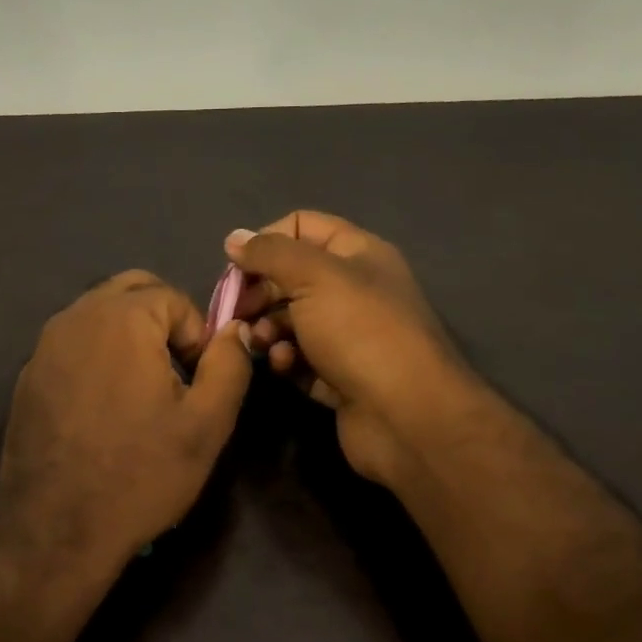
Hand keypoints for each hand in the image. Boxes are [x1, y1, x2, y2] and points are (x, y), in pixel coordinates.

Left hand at [0, 270, 253, 566]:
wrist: (56, 529)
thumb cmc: (141, 473)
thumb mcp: (206, 423)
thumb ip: (229, 364)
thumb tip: (234, 328)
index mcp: (123, 318)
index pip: (174, 297)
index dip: (197, 335)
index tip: (197, 381)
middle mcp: (77, 316)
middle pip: (132, 290)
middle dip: (162, 319)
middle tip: (174, 372)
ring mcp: (45, 345)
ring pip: (99, 314)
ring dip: (128, 334)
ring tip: (141, 390)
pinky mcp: (27, 374)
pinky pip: (73, 343)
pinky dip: (96, 355)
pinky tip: (102, 407)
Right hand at [227, 212, 481, 487]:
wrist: (406, 415)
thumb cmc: (360, 331)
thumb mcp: (313, 276)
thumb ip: (270, 252)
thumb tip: (234, 237)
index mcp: (357, 254)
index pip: (301, 226)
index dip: (265, 240)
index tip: (237, 268)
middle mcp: (354, 289)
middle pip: (291, 276)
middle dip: (260, 292)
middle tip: (238, 311)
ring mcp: (347, 335)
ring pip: (291, 320)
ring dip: (268, 329)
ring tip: (261, 343)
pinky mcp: (339, 376)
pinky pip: (300, 359)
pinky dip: (287, 360)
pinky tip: (284, 367)